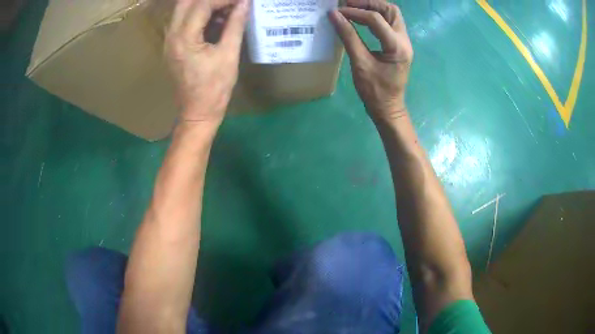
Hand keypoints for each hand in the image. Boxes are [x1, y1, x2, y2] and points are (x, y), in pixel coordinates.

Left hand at [166, 0, 248, 123]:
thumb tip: (244, 4)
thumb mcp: (229, 54)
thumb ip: (235, 25)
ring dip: (205, 5)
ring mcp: (169, 40)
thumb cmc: (214, 88)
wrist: (197, 112)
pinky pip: (184, 21)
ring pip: (183, 9)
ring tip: (227, 10)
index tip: (242, 1)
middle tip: (231, 4)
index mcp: (184, 38)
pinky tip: (217, 21)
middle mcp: (171, 35)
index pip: (202, 4)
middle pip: (186, 2)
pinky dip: (200, 15)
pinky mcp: (172, 45)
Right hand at [329, 0, 412, 119]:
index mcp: (397, 47)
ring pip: (393, 15)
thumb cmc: (374, 91)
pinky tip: (363, 20)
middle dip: (369, 4)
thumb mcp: (360, 63)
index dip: (355, 12)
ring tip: (355, 9)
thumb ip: (348, 37)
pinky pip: (390, 24)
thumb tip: (335, 16)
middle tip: (349, 4)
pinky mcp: (400, 46)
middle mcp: (405, 41)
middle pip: (391, 10)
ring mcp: (404, 43)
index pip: (376, 19)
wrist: (388, 109)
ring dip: (374, 9)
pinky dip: (377, 18)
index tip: (337, 11)